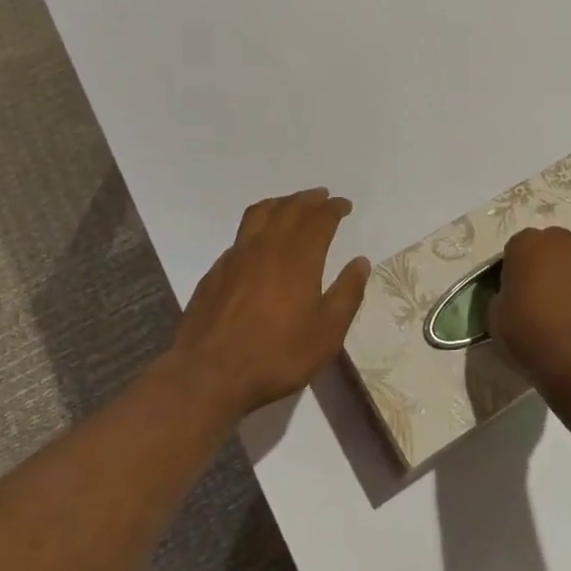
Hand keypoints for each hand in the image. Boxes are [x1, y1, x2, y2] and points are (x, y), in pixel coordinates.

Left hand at [168, 188, 371, 422]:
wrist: (209, 373)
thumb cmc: (277, 354)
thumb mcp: (326, 333)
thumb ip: (347, 293)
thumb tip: (360, 262)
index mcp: (298, 257)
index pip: (319, 219)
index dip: (333, 208)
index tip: (344, 205)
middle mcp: (267, 246)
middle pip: (290, 208)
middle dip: (309, 199)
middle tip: (322, 197)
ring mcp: (237, 256)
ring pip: (261, 214)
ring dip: (281, 203)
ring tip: (291, 204)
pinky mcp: (216, 270)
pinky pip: (242, 234)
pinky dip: (258, 225)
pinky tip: (259, 240)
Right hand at [489, 227, 570, 398]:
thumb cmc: (531, 336)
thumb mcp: (496, 316)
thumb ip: (505, 294)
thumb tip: (516, 294)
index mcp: (527, 243)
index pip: (516, 249)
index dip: (515, 272)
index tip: (515, 295)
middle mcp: (565, 240)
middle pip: (551, 248)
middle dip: (547, 267)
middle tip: (543, 300)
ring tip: (570, 312)